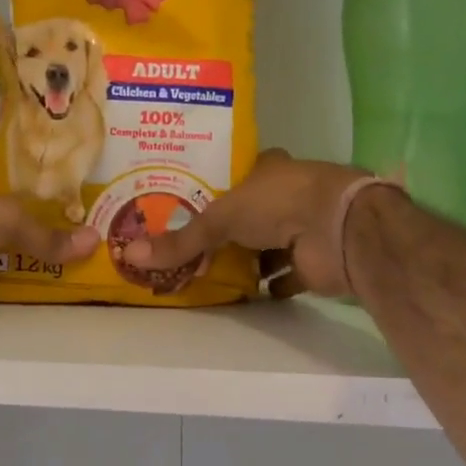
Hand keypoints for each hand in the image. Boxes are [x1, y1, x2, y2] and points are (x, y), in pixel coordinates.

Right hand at [119, 149, 372, 298]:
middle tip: (193, 245)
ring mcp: (303, 228)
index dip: (218, 187)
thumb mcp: (219, 218)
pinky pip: (288, 276)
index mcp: (268, 170)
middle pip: (253, 213)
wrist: (337, 229)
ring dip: (250, 258)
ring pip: (270, 245)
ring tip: (213, 272)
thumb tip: (129, 255)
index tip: (191, 203)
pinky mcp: (314, 261)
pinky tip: (250, 294)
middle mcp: (287, 195)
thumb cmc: (278, 203)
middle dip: (230, 230)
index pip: (239, 175)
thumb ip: (180, 240)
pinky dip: (273, 285)